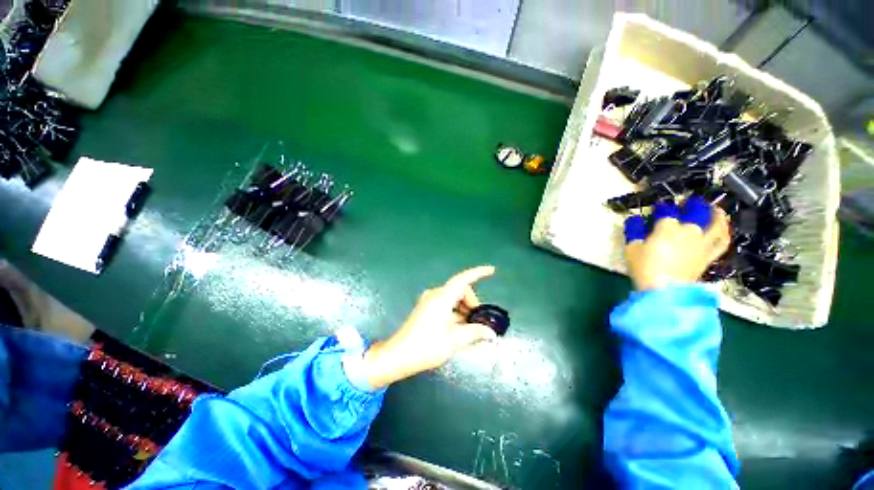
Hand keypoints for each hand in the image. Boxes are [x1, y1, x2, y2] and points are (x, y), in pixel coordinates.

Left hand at [361, 266, 497, 388]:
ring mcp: (429, 301)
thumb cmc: (427, 346)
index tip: (492, 271)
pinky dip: (455, 312)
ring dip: (464, 309)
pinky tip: (459, 328)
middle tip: (479, 321)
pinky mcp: (426, 309)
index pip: (463, 279)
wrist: (399, 355)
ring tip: (470, 328)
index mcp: (442, 297)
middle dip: (472, 302)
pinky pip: (445, 304)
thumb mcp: (454, 340)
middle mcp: (435, 294)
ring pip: (453, 298)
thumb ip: (475, 332)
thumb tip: (491, 333)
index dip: (478, 273)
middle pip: (460, 290)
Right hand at [624, 199, 730, 290]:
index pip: (667, 212)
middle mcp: (689, 230)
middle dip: (691, 205)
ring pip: (715, 223)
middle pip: (695, 212)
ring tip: (713, 208)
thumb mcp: (631, 248)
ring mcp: (703, 242)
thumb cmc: (644, 267)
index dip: (662, 210)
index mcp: (668, 227)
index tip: (657, 211)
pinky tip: (723, 228)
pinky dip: (724, 233)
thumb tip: (635, 221)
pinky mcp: (709, 255)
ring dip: (715, 214)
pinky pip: (722, 241)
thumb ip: (633, 232)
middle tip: (686, 203)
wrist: (664, 290)